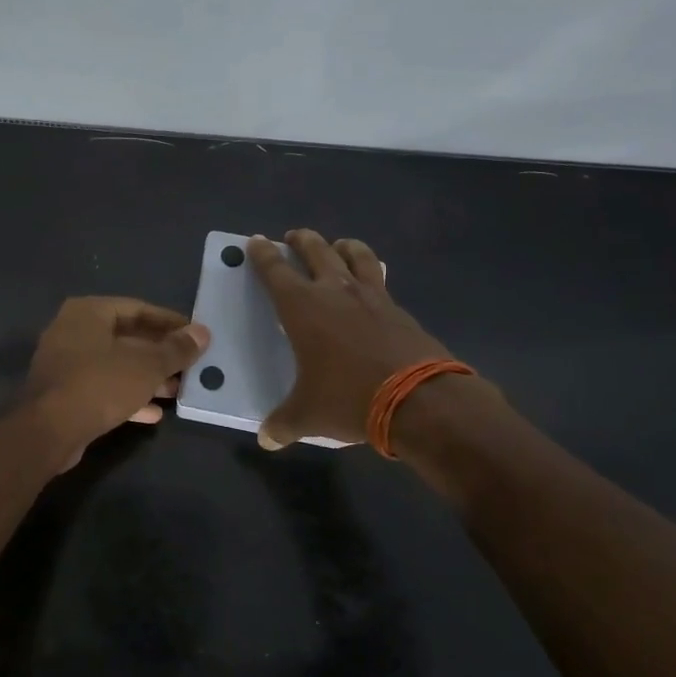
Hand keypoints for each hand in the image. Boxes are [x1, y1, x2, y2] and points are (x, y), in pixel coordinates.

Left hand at [24, 297, 209, 467]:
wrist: (48, 432)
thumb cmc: (99, 385)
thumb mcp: (146, 366)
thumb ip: (176, 349)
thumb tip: (203, 333)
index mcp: (88, 312)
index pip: (137, 309)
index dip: (169, 322)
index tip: (195, 335)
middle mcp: (73, 331)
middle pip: (126, 338)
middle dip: (159, 354)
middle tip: (189, 366)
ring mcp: (66, 364)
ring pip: (115, 365)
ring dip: (147, 378)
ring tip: (177, 391)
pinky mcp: (64, 394)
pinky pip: (102, 388)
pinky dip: (127, 397)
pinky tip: (154, 413)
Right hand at [246, 230, 467, 449]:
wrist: (419, 399)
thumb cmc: (349, 398)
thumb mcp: (308, 415)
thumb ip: (283, 424)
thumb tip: (266, 439)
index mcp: (302, 307)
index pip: (275, 270)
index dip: (263, 254)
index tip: (256, 241)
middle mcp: (335, 291)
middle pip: (315, 250)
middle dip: (301, 240)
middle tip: (293, 236)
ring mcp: (372, 296)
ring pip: (355, 254)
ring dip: (342, 246)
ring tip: (337, 247)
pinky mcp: (399, 309)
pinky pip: (380, 279)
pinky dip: (371, 273)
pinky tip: (371, 286)